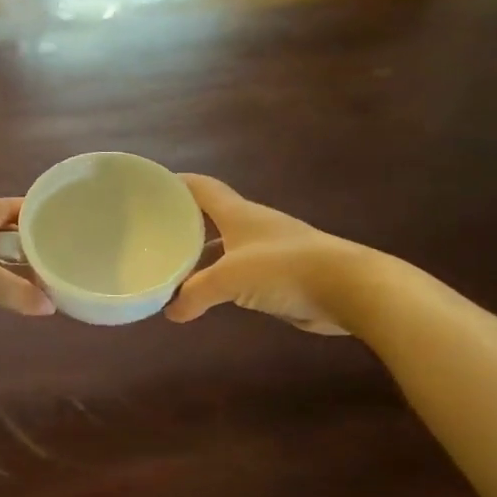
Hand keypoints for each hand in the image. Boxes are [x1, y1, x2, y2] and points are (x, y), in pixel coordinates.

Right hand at [166, 176, 375, 334]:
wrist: (347, 288)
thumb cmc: (284, 269)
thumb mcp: (229, 279)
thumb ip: (195, 294)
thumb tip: (171, 312)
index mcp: (238, 213)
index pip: (201, 188)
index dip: (176, 184)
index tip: (149, 188)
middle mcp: (252, 226)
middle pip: (210, 218)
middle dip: (183, 225)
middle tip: (152, 236)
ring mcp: (268, 250)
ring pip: (224, 248)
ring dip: (200, 257)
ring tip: (171, 269)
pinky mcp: (280, 275)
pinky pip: (239, 273)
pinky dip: (219, 281)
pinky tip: (205, 296)